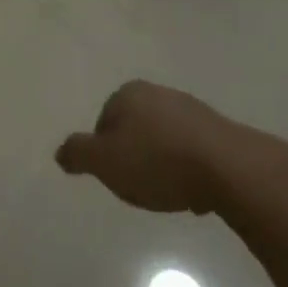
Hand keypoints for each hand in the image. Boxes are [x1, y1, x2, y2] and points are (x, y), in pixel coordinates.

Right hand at [56, 80, 287, 216]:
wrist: (227, 167)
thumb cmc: (157, 161)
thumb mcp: (105, 162)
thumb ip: (79, 154)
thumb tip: (60, 152)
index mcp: (128, 93)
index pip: (103, 123)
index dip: (106, 154)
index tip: (118, 178)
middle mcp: (157, 92)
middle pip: (134, 130)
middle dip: (135, 157)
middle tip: (142, 187)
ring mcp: (190, 108)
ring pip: (164, 140)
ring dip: (163, 165)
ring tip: (170, 194)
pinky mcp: (217, 129)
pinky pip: (192, 151)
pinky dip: (189, 170)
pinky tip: (195, 193)